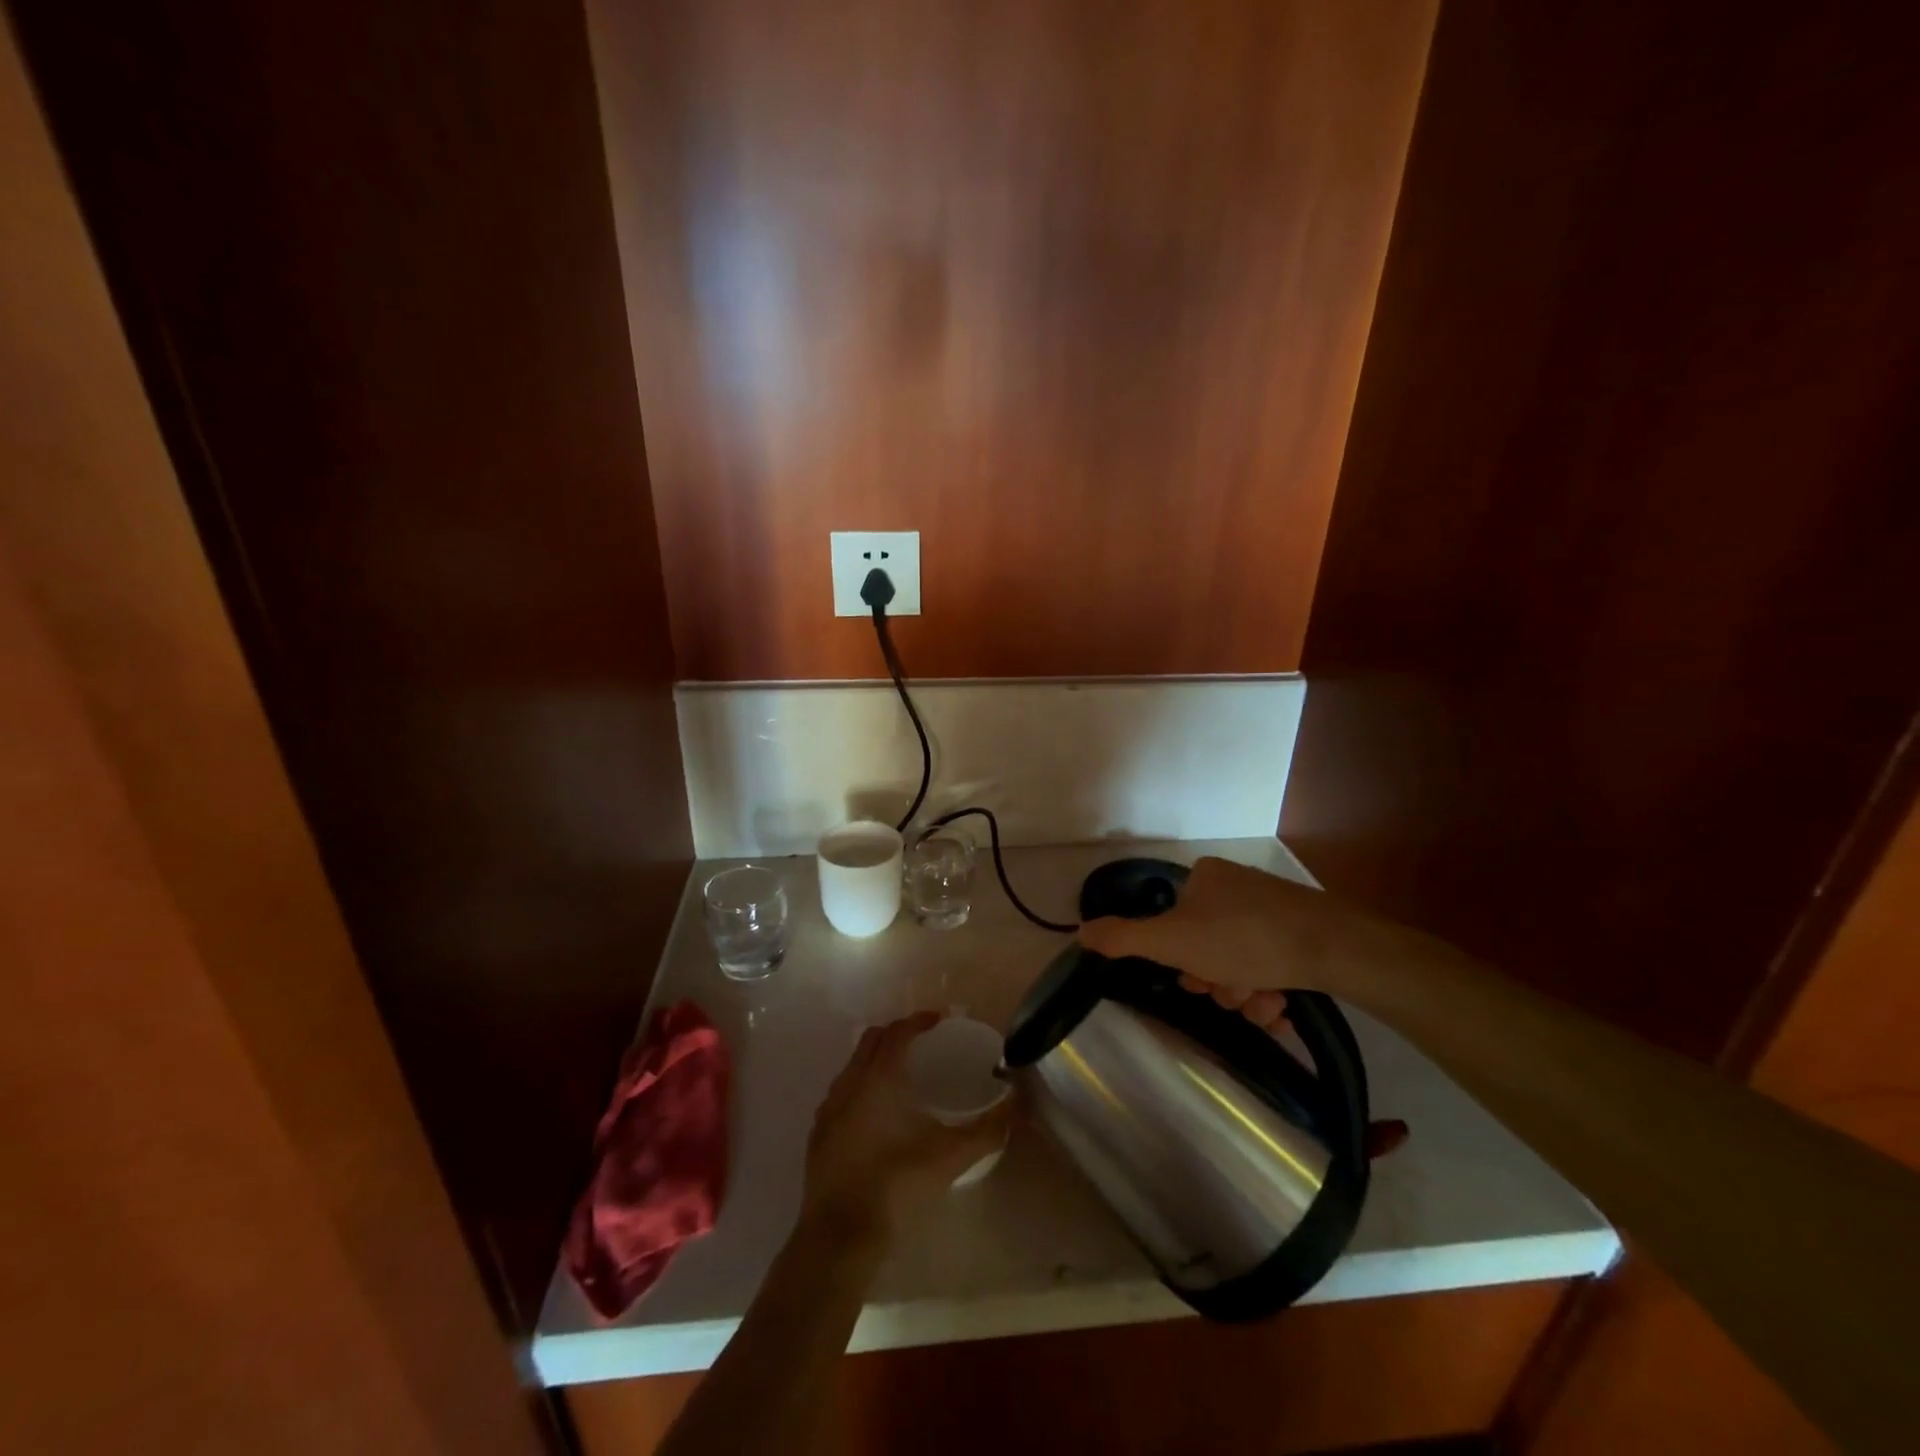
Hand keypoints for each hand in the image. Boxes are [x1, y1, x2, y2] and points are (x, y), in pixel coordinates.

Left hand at [801, 1011, 1010, 1247]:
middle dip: (897, 1034)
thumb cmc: (896, 1187)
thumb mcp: (950, 1158)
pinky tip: (877, 1116)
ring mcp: (828, 1110)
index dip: (919, 1020)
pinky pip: (841, 1094)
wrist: (839, 1239)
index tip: (940, 1020)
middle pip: (872, 1040)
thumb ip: (986, 1130)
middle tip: (924, 1043)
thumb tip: (1016, 1105)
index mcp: (878, 1078)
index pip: (898, 1032)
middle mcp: (849, 1083)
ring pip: (853, 1066)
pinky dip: (860, 1088)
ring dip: (876, 1060)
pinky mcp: (818, 1136)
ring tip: (902, 1077)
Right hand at [1081, 859, 1413, 1159]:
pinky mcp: (1304, 929)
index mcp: (1204, 877)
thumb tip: (1078, 931)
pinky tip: (1281, 1006)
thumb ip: (1123, 938)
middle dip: (1218, 980)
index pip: (1176, 923)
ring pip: (1242, 960)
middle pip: (1209, 945)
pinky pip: (1273, 962)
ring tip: (1264, 1005)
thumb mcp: (1171, 941)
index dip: (1181, 959)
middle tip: (1232, 995)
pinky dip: (1271, 988)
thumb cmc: (1243, 939)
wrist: (1335, 947)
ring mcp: (1274, 906)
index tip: (1196, 981)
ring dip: (1245, 992)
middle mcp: (1237, 885)